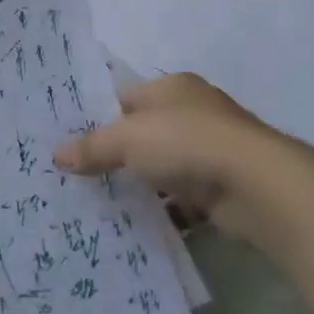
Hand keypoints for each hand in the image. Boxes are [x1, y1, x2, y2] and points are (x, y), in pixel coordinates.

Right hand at [54, 73, 278, 237]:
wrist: (256, 185)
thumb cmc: (187, 142)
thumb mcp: (129, 139)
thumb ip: (93, 147)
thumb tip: (57, 154)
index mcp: (173, 87)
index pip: (127, 98)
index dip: (100, 118)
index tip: (72, 142)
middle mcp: (194, 112)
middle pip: (146, 133)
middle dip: (119, 155)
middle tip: (81, 176)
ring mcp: (212, 150)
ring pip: (165, 166)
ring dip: (143, 184)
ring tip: (104, 204)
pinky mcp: (223, 187)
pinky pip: (184, 197)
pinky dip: (166, 209)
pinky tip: (140, 225)